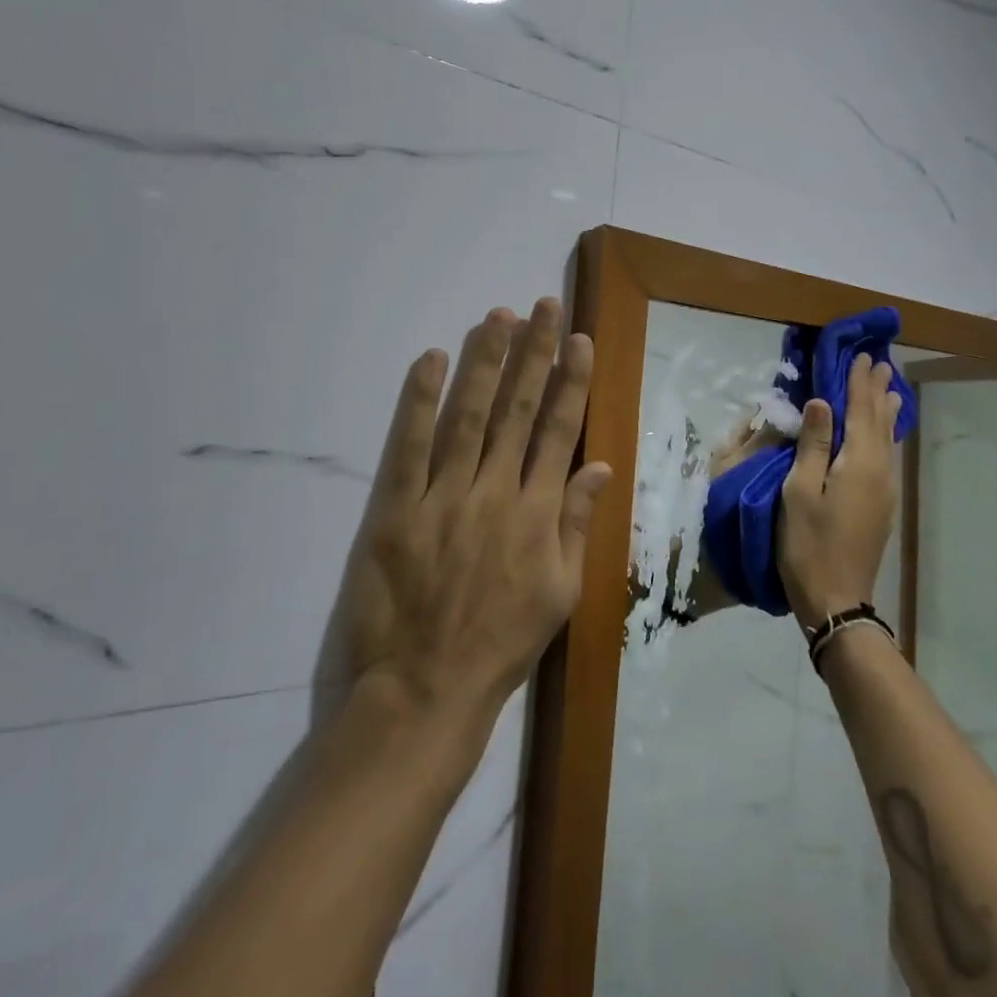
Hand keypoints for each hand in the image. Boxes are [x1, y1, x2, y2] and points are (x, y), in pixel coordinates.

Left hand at [341, 298, 611, 721]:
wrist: (426, 690)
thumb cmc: (501, 644)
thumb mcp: (561, 594)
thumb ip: (579, 524)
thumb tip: (600, 465)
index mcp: (539, 513)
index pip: (559, 430)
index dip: (569, 381)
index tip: (577, 339)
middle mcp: (496, 492)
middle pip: (518, 409)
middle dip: (533, 353)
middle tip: (542, 306)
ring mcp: (444, 497)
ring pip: (469, 415)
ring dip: (486, 362)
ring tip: (498, 317)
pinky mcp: (397, 509)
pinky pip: (409, 445)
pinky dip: (419, 400)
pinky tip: (432, 360)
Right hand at [776, 355, 901, 631]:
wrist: (836, 597)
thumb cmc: (808, 542)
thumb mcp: (800, 489)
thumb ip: (813, 444)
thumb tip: (822, 401)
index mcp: (859, 462)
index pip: (861, 410)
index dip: (858, 382)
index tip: (861, 355)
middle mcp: (880, 470)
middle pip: (880, 421)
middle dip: (877, 391)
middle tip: (879, 362)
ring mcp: (885, 489)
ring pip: (888, 438)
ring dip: (885, 410)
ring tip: (889, 389)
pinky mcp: (882, 503)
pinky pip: (888, 454)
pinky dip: (885, 433)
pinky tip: (884, 432)